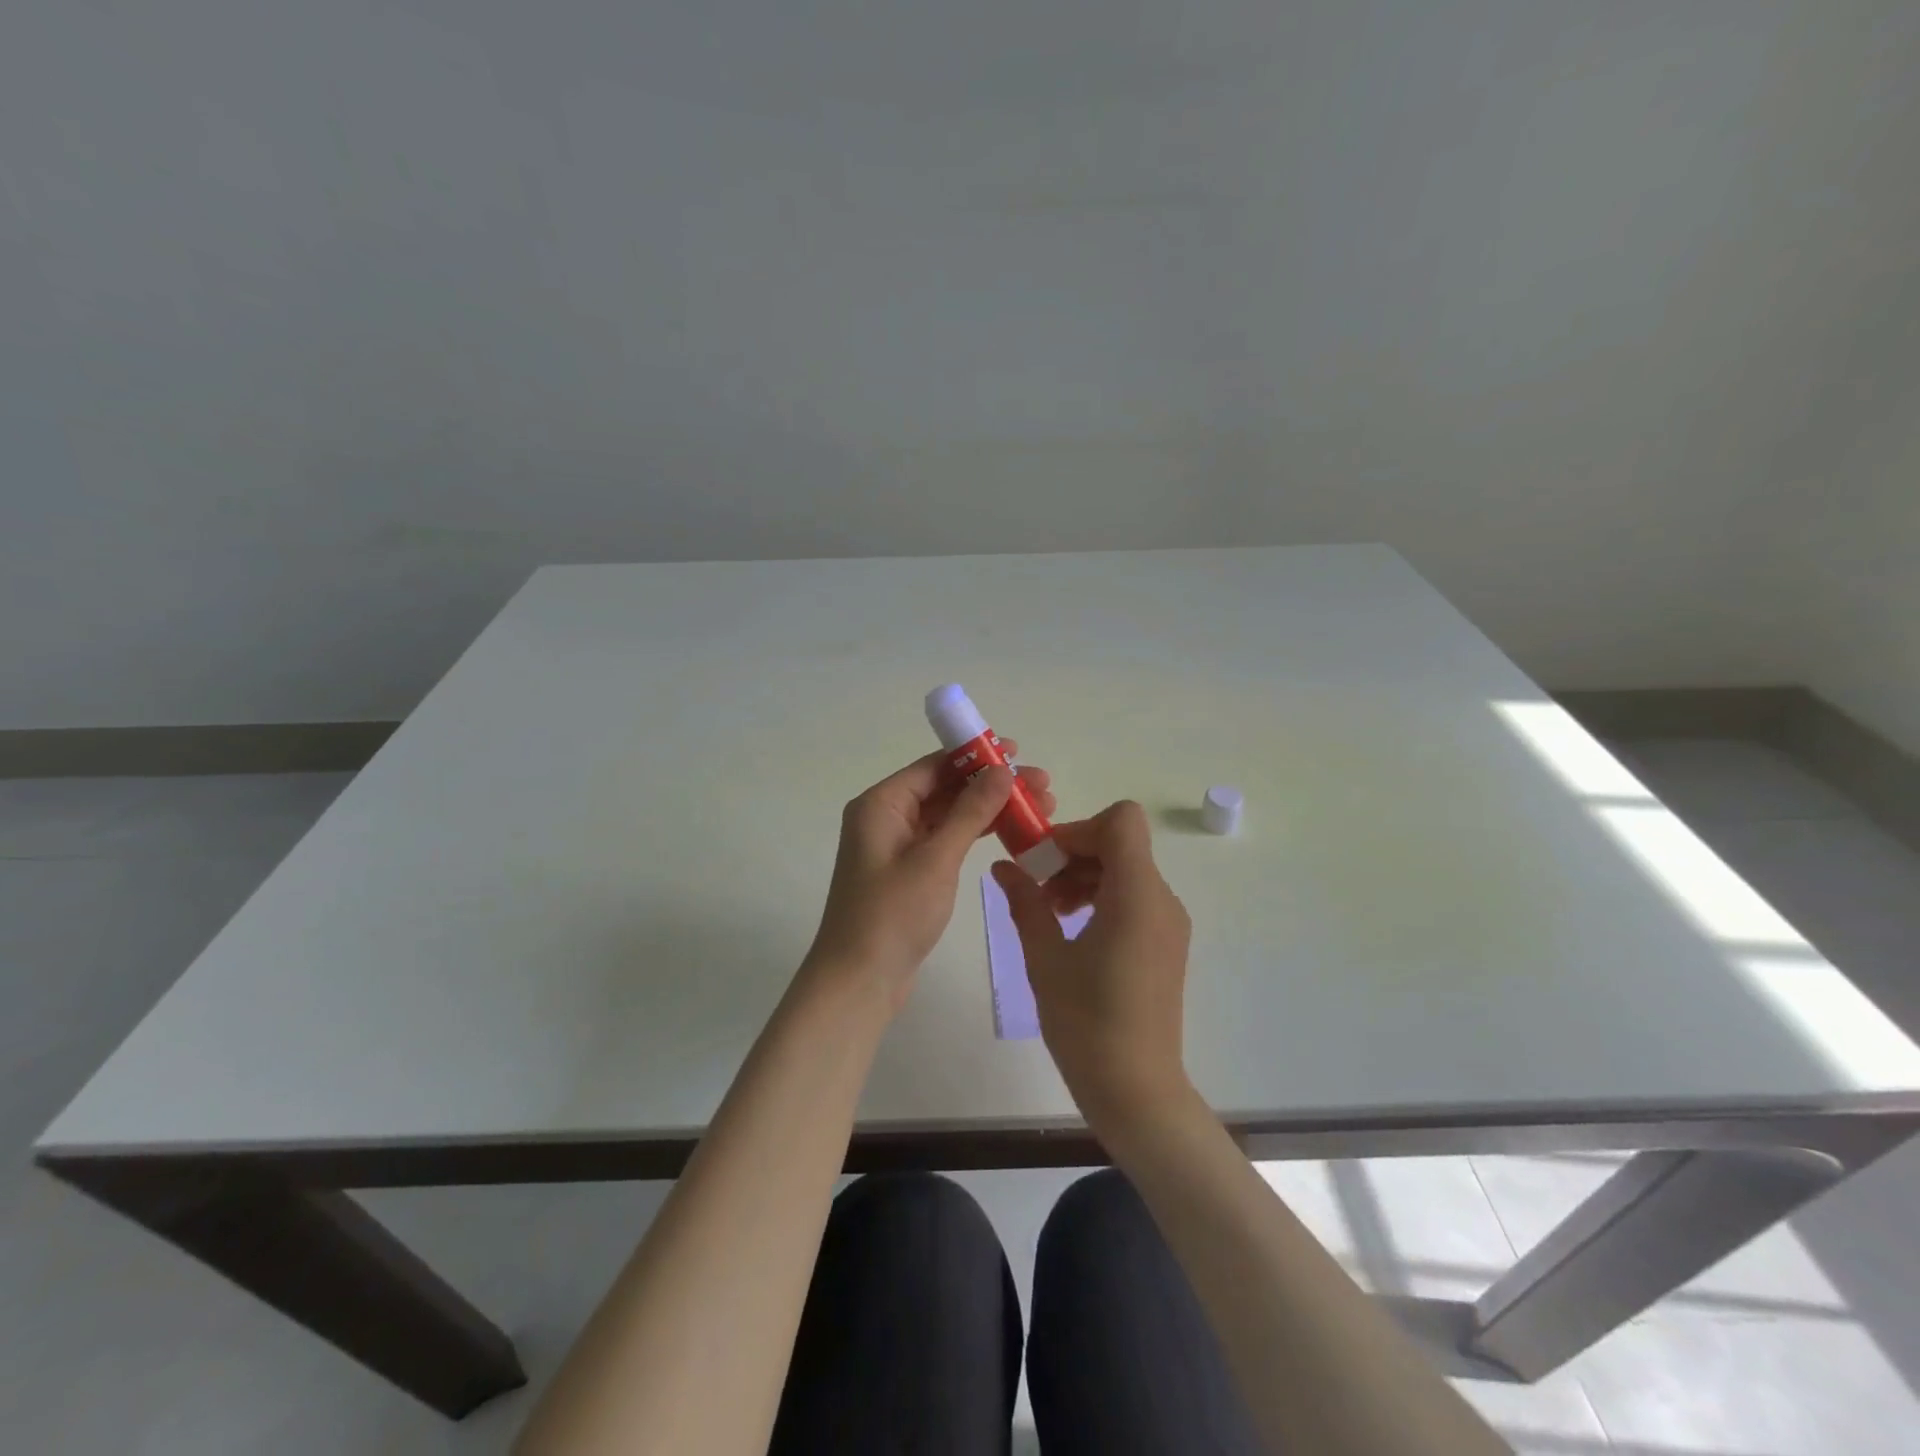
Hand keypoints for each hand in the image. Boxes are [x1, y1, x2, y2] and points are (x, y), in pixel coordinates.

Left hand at [807, 745, 1056, 1012]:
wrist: (859, 981)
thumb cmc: (893, 915)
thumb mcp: (936, 859)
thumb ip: (970, 812)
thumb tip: (1002, 770)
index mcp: (881, 804)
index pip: (934, 766)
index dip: (976, 756)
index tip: (1018, 752)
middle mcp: (885, 818)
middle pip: (944, 788)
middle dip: (991, 785)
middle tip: (1042, 787)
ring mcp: (896, 846)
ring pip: (948, 815)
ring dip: (988, 810)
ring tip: (1038, 808)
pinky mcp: (908, 872)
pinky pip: (945, 840)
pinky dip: (974, 835)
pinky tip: (1009, 832)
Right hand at [991, 800, 1192, 1134]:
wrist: (1136, 1089)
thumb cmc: (1086, 1022)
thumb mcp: (1045, 957)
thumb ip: (1026, 902)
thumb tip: (1004, 867)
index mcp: (1137, 895)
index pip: (1121, 821)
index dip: (1079, 829)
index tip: (1045, 860)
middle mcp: (1162, 899)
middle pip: (1120, 844)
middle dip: (1074, 854)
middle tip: (1037, 890)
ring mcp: (1168, 922)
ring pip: (1126, 869)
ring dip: (1084, 876)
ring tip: (1049, 913)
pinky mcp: (1166, 942)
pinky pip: (1134, 897)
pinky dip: (1101, 897)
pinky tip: (1072, 931)